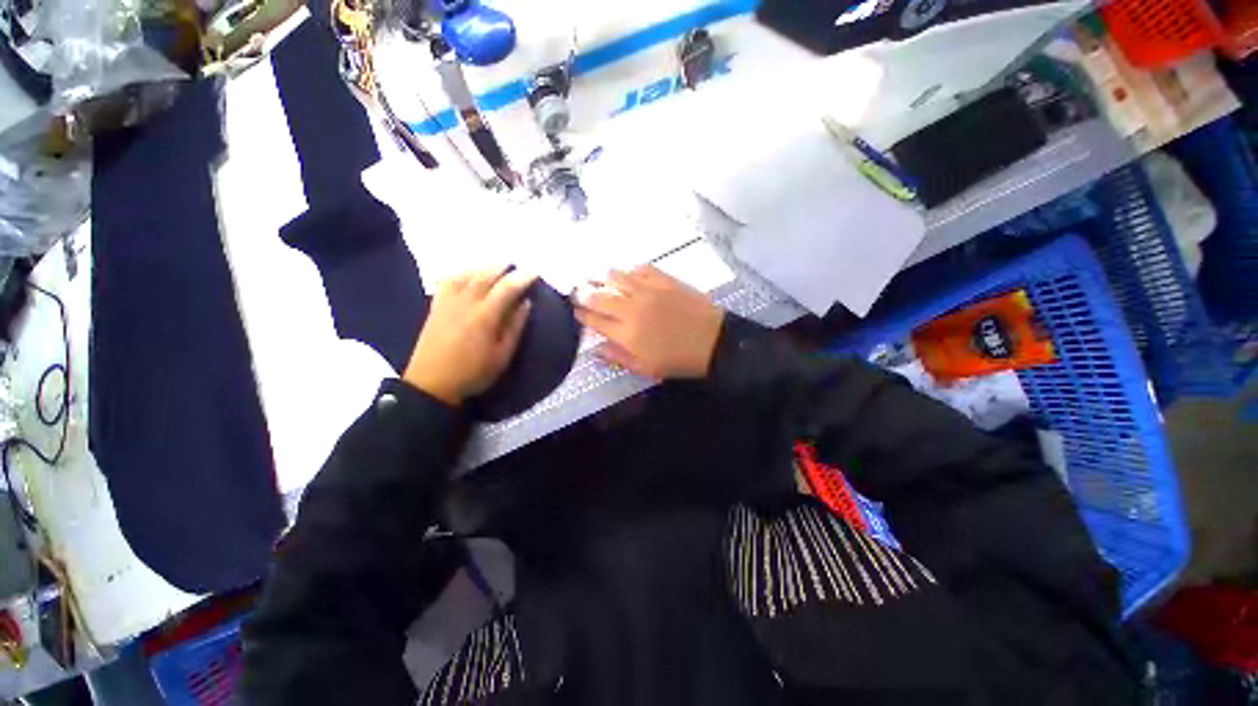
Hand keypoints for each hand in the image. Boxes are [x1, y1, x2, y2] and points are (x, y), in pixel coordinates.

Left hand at [403, 267, 534, 405]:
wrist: (431, 384)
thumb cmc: (473, 373)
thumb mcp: (502, 355)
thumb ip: (515, 327)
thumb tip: (526, 304)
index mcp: (484, 316)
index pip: (506, 289)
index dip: (522, 278)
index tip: (534, 272)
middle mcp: (465, 303)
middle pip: (485, 276)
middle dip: (502, 267)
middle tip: (516, 266)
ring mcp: (447, 303)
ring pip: (465, 275)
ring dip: (483, 268)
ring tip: (495, 268)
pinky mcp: (435, 307)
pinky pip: (448, 281)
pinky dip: (461, 273)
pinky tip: (468, 276)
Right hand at [576, 266, 722, 378]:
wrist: (714, 342)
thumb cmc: (678, 360)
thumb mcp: (646, 368)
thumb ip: (617, 357)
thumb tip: (594, 348)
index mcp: (626, 334)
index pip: (593, 320)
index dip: (580, 315)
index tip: (574, 310)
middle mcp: (632, 309)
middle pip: (598, 296)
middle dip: (582, 293)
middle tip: (578, 291)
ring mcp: (648, 291)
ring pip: (615, 276)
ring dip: (602, 277)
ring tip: (597, 278)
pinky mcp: (664, 280)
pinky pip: (640, 268)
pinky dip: (629, 271)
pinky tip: (628, 276)